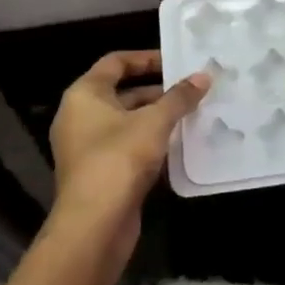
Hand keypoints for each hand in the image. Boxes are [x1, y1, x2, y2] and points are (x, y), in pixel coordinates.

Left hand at [47, 51, 207, 261]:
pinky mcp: (99, 173)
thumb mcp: (154, 122)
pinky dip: (150, 142)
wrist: (94, 226)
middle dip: (158, 91)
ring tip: (192, 114)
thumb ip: (179, 97)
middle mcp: (80, 116)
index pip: (115, 62)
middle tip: (191, 90)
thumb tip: (204, 75)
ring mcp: (87, 147)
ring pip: (127, 122)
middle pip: (122, 92)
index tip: (176, 63)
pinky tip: (179, 145)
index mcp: (84, 95)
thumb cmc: (118, 159)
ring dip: (156, 118)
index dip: (146, 58)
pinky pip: (127, 146)